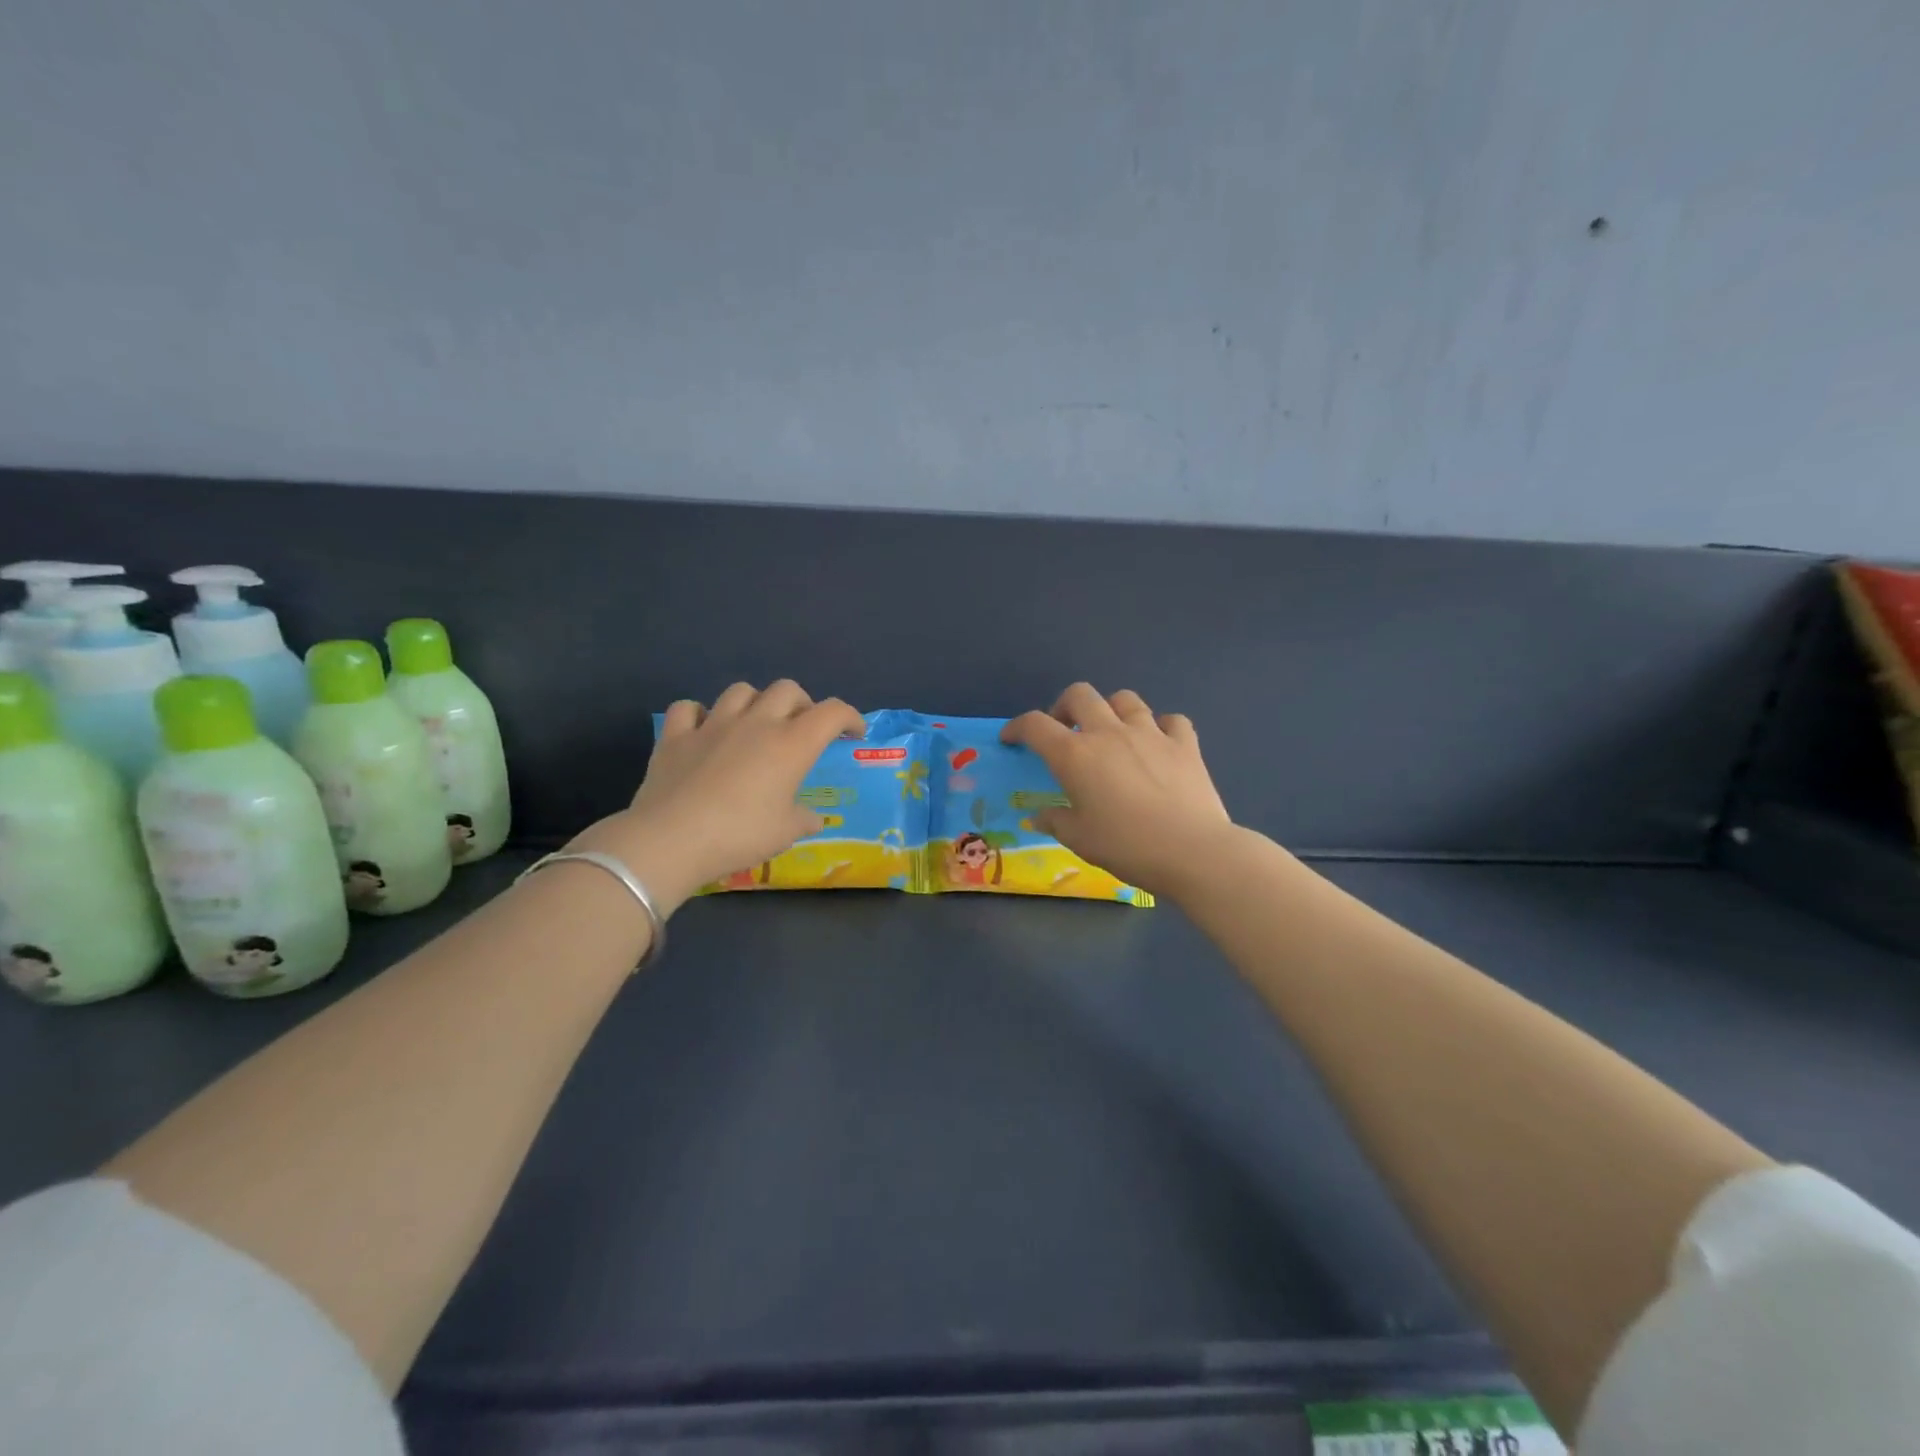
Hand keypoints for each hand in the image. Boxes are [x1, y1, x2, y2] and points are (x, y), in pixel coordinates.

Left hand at [571, 681, 862, 911]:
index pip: (832, 712)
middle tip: (802, 728)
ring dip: (755, 702)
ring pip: (741, 690)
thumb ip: (803, 819)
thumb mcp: (785, 833)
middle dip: (802, 703)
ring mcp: (713, 725)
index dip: (849, 717)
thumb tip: (812, 818)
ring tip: (755, 724)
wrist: (672, 839)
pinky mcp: (676, 735)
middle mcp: (756, 723)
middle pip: (787, 689)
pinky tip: (703, 731)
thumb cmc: (740, 834)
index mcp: (791, 744)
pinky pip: (689, 708)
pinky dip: (700, 715)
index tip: (853, 733)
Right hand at [1001, 683, 1233, 896]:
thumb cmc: (1126, 846)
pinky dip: (1160, 727)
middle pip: (1079, 695)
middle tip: (1064, 730)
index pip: (1035, 725)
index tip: (1012, 739)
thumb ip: (1055, 821)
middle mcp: (1109, 733)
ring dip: (1111, 710)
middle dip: (1064, 706)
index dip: (1017, 727)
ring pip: (1125, 699)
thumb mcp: (1080, 839)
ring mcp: (1150, 733)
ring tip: (1111, 732)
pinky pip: (1170, 720)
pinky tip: (1158, 744)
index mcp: (1075, 755)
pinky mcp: (1184, 744)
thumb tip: (1038, 816)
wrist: (1192, 851)